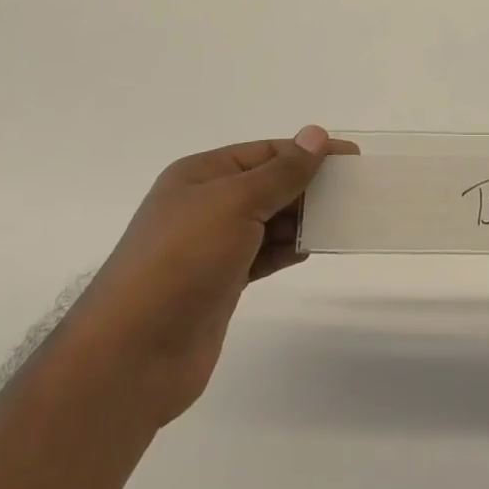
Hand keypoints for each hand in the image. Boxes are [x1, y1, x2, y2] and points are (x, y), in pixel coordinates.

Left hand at [77, 126, 354, 427]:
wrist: (133, 354)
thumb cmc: (182, 261)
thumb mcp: (235, 203)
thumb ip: (281, 172)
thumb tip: (315, 134)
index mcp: (201, 175)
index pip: (265, 152)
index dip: (308, 152)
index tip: (352, 159)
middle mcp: (205, 205)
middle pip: (268, 184)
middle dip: (308, 185)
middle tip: (355, 190)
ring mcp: (211, 246)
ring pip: (268, 221)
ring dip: (302, 218)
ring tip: (343, 218)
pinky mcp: (221, 283)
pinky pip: (263, 254)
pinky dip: (288, 249)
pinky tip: (312, 248)